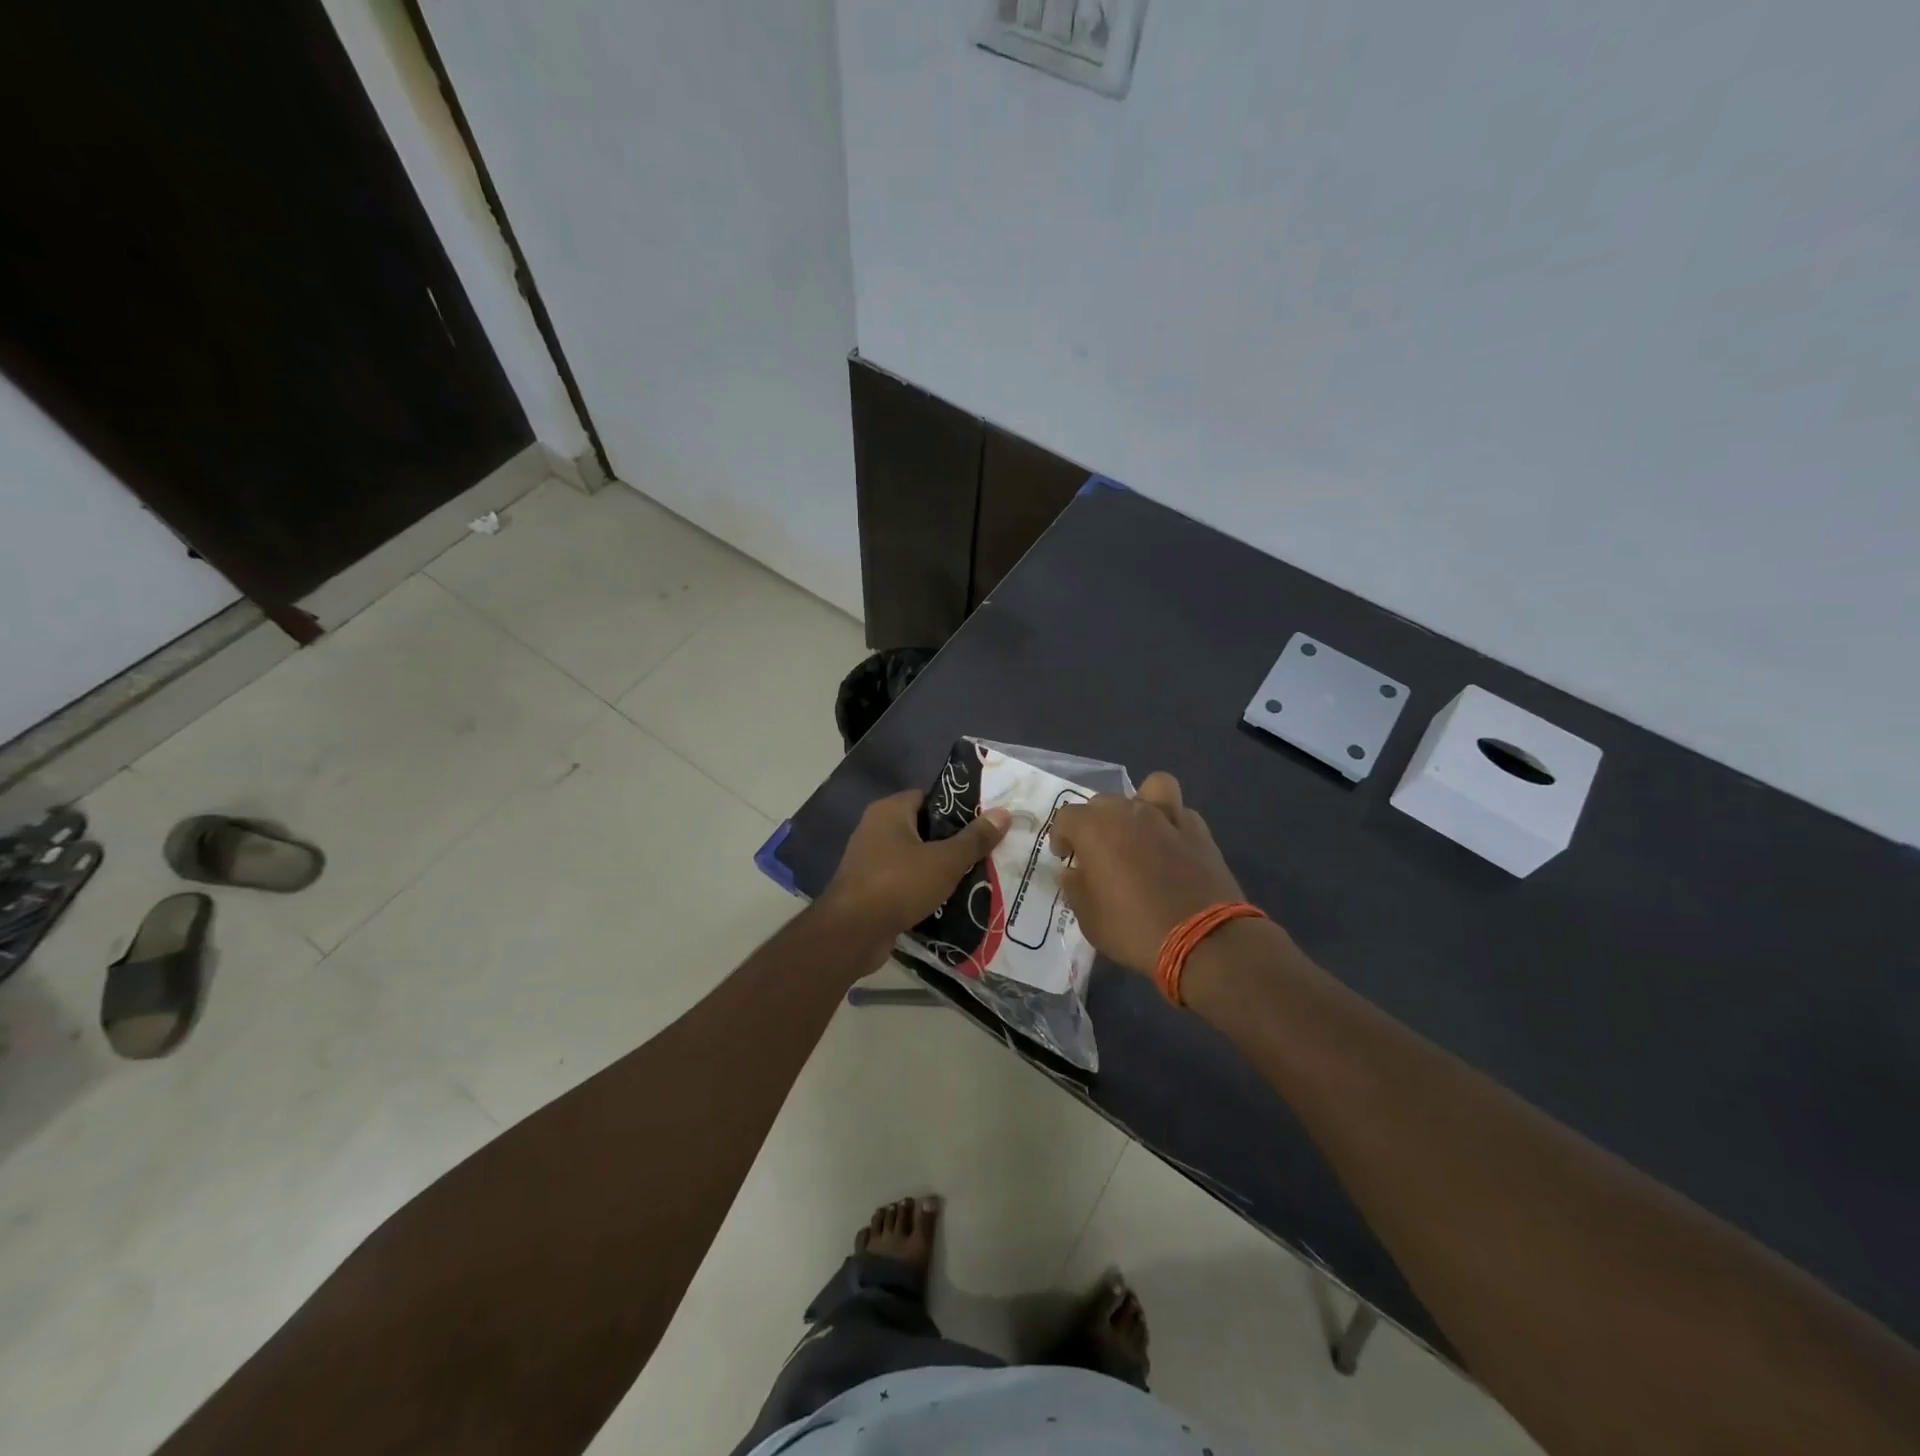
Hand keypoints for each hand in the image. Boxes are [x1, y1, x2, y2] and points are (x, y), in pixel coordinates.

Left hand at [818, 789, 1010, 946]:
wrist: (852, 933)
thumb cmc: (899, 884)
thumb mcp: (945, 861)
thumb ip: (975, 839)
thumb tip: (1004, 813)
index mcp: (889, 811)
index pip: (928, 797)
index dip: (956, 807)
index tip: (984, 821)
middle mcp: (875, 829)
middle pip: (923, 827)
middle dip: (952, 840)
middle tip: (985, 850)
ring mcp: (869, 860)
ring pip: (914, 857)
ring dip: (938, 867)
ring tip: (975, 875)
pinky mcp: (869, 888)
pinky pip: (904, 881)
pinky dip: (923, 888)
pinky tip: (949, 899)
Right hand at [1049, 772, 1247, 975]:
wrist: (1202, 940)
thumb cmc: (1134, 929)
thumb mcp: (1089, 918)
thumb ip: (1076, 887)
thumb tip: (1074, 872)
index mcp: (1096, 830)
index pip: (1067, 816)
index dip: (1061, 836)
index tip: (1066, 857)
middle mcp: (1129, 813)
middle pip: (1103, 802)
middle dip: (1094, 822)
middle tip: (1098, 852)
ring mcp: (1168, 818)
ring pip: (1149, 788)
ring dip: (1138, 804)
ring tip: (1137, 830)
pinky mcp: (1199, 831)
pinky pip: (1180, 812)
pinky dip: (1171, 822)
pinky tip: (1170, 844)